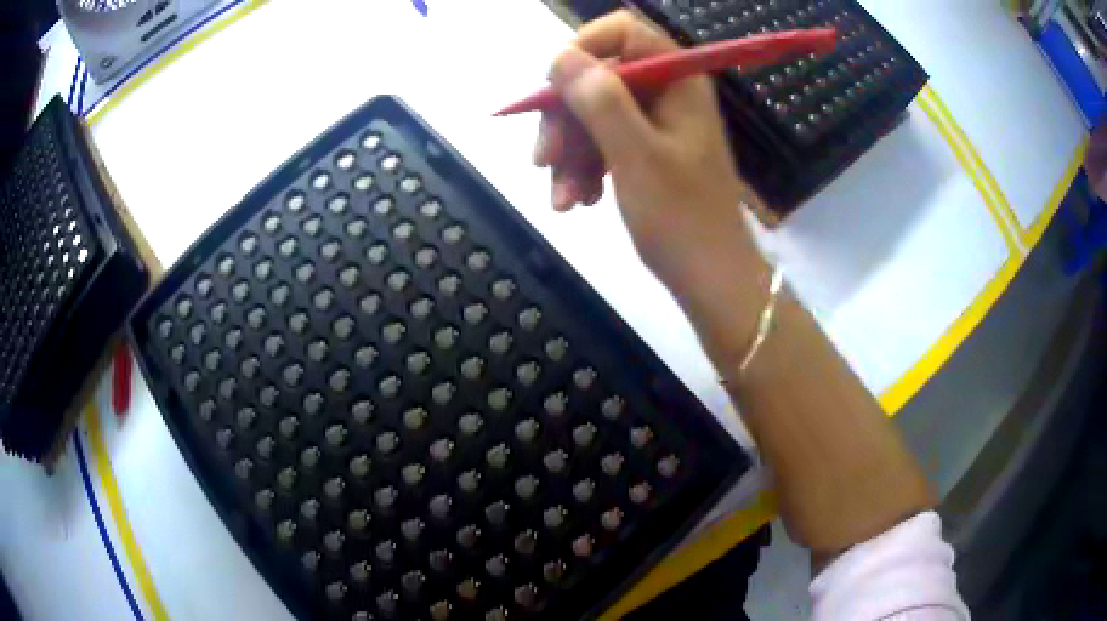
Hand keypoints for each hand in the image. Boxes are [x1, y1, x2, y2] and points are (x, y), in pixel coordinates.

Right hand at [535, 10, 760, 289]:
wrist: (710, 279)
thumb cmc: (681, 218)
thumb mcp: (634, 155)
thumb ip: (599, 99)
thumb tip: (561, 56)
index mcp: (677, 81)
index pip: (623, 32)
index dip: (583, 50)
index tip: (554, 89)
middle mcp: (668, 93)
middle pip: (599, 77)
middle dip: (566, 118)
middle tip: (543, 160)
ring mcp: (658, 123)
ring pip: (594, 114)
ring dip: (570, 154)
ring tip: (562, 199)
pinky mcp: (648, 151)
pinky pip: (604, 143)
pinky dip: (585, 170)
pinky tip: (577, 202)